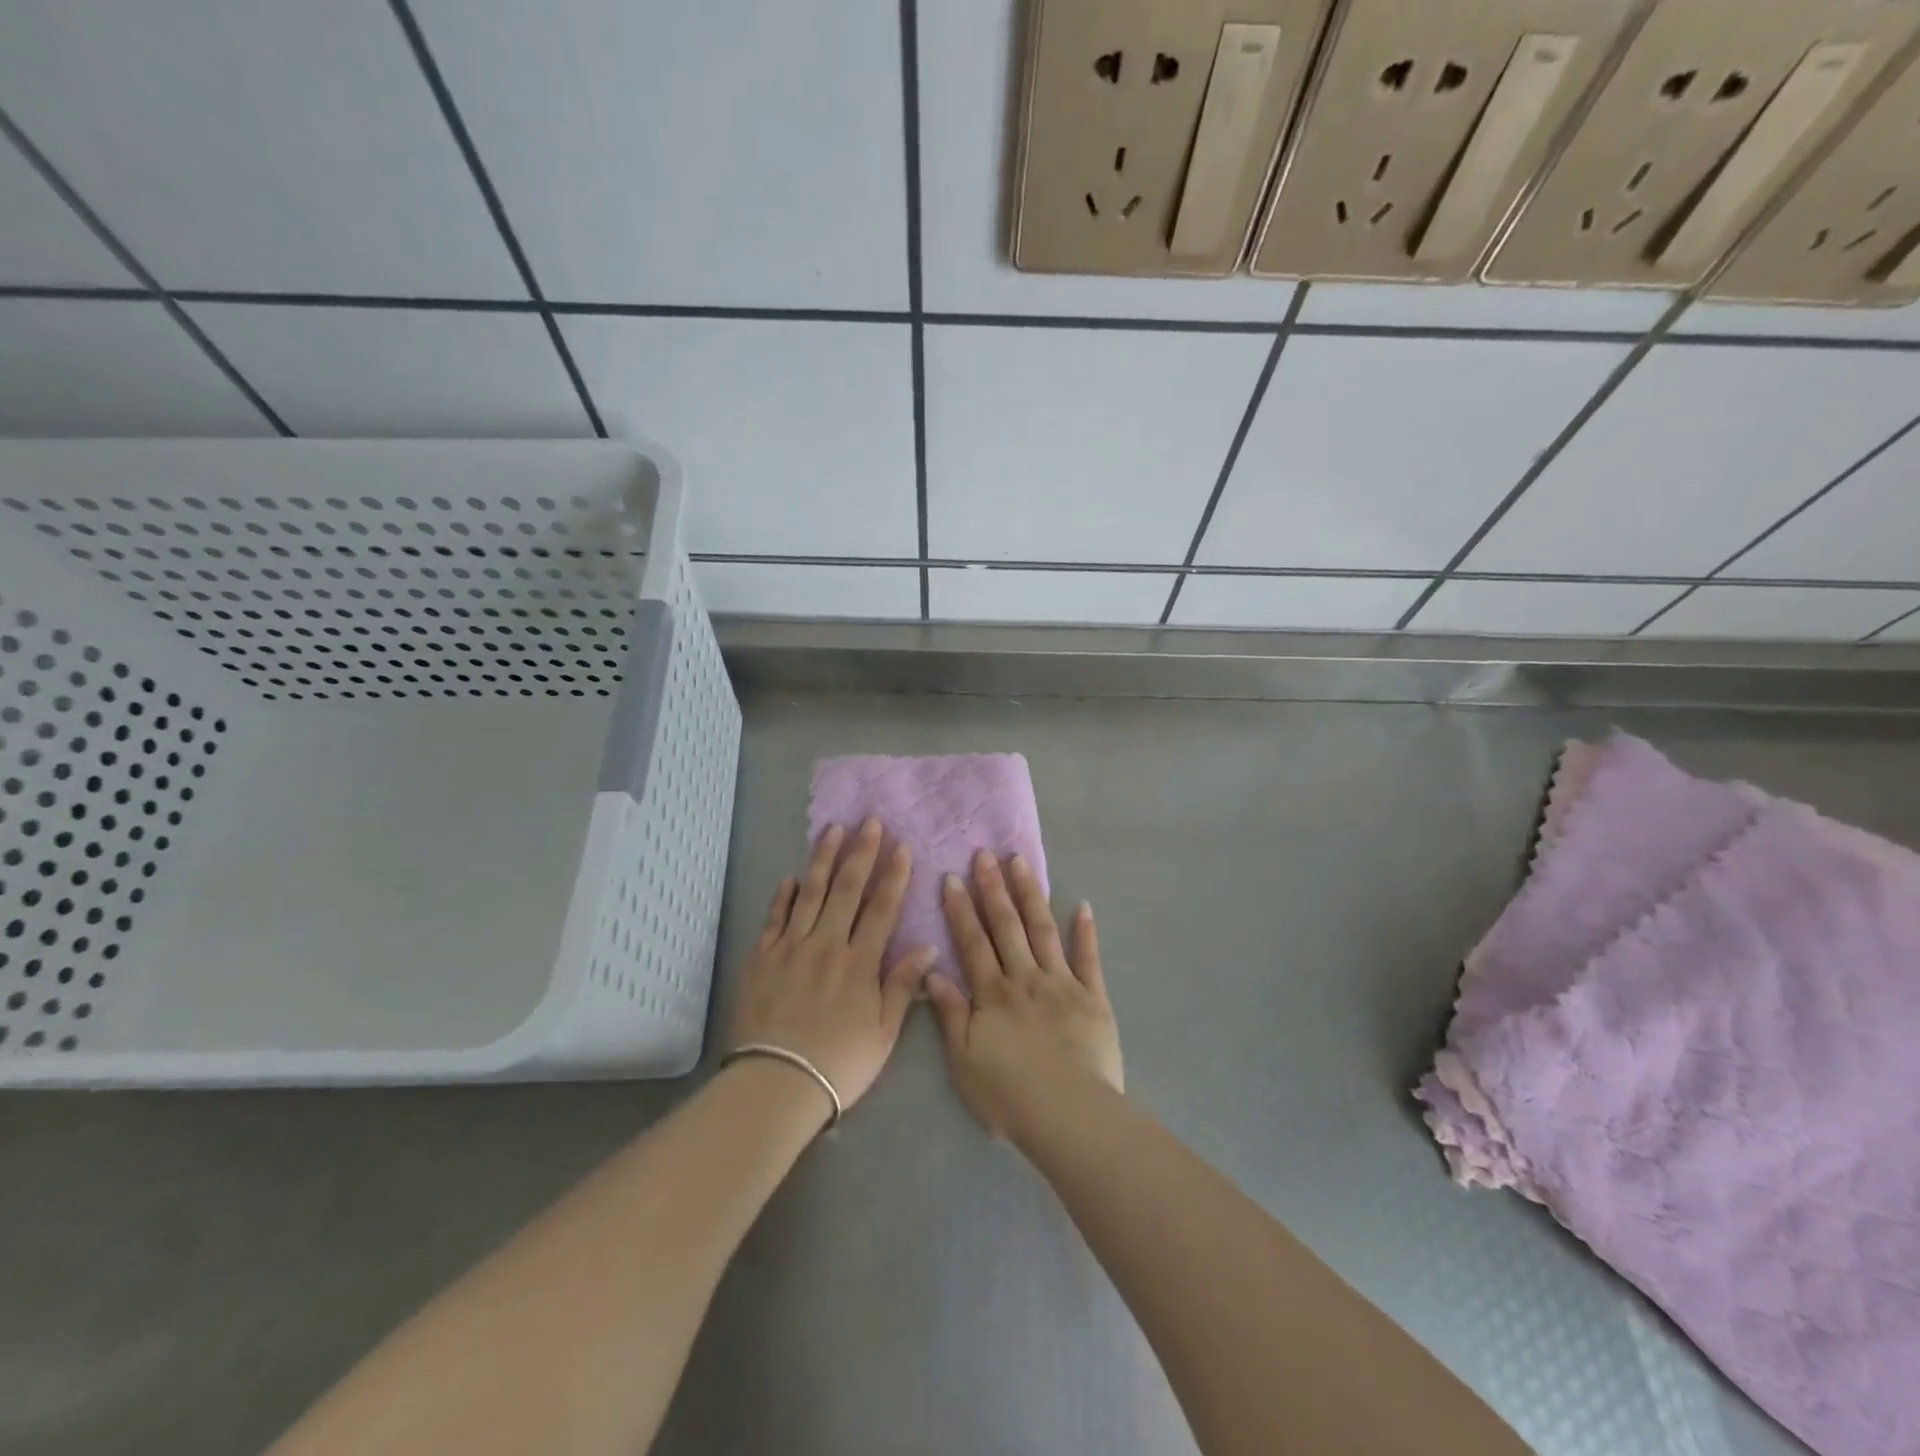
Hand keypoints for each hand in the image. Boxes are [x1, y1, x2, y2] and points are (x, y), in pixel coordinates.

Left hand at [728, 818, 933, 1117]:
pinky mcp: (762, 957)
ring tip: (832, 830)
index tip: (901, 845)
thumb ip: (903, 986)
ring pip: (810, 893)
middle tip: (869, 821)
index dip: (893, 874)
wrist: (776, 1082)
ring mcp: (791, 947)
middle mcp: (827, 944)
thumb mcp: (884, 1032)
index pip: (882, 907)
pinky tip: (791, 877)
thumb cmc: (839, 1062)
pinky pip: (775, 918)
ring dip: (823, 859)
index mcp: (860, 962)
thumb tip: (926, 947)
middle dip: (861, 852)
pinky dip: (783, 896)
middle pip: (847, 889)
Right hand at [927, 850, 1122, 1141]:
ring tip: (1021, 862)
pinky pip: (1088, 958)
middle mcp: (1025, 978)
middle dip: (993, 888)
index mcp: (993, 994)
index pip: (972, 942)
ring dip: (1030, 894)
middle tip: (985, 854)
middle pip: (1006, 926)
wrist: (1070, 1116)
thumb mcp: (964, 1061)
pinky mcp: (1093, 997)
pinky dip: (1085, 931)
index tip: (953, 877)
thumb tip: (933, 973)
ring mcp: (1061, 983)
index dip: (961, 909)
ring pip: (1042, 930)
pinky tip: (1081, 905)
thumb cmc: (1010, 1096)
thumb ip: (951, 1015)